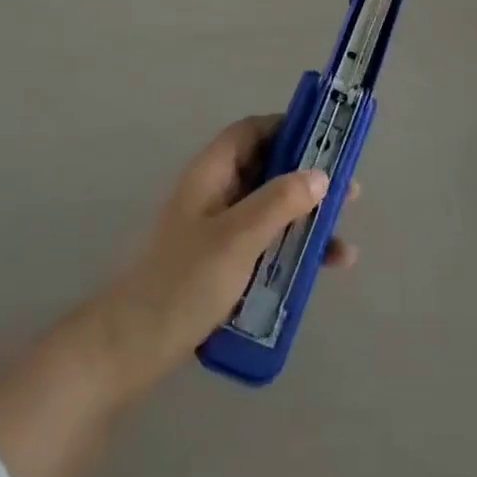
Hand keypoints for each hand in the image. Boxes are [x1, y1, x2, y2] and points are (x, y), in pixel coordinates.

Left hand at [86, 114, 355, 398]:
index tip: (326, 138)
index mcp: (211, 174)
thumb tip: (319, 174)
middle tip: (348, 192)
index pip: (251, 132)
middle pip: (267, 171)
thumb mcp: (237, 238)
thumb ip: (279, 202)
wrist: (128, 349)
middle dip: (308, 180)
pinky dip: (291, 251)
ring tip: (342, 240)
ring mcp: (216, 231)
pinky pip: (264, 245)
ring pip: (269, 211)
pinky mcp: (219, 265)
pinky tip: (321, 271)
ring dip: (306, 220)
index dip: (287, 127)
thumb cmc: (183, 281)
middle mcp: (214, 194)